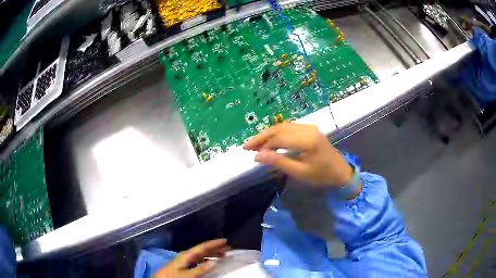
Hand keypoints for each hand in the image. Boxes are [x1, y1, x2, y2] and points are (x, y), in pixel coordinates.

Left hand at [153, 239, 229, 277]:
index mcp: (186, 255)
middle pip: (202, 249)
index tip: (226, 240)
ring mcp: (184, 259)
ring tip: (222, 254)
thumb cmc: (173, 277)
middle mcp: (186, 255)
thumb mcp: (188, 275)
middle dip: (215, 247)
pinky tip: (210, 261)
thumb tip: (215, 261)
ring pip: (201, 254)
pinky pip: (198, 259)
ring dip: (212, 253)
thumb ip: (201, 269)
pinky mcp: (184, 264)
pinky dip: (206, 258)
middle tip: (228, 246)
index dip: (214, 243)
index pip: (202, 247)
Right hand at [244, 123, 352, 186]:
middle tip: (247, 146)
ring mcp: (310, 127)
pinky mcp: (310, 129)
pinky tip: (270, 140)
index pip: (279, 138)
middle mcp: (308, 129)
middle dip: (262, 137)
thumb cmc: (322, 176)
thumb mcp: (300, 173)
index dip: (264, 146)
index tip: (253, 155)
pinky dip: (277, 133)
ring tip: (255, 143)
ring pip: (283, 126)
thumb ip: (279, 162)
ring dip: (268, 134)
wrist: (341, 172)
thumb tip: (257, 156)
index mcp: (308, 140)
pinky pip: (289, 127)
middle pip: (279, 128)